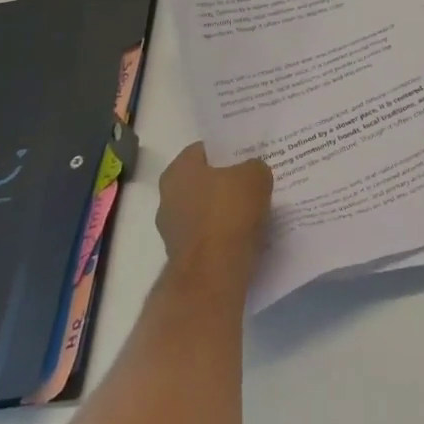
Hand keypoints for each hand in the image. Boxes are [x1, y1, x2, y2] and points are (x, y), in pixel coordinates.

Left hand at [155, 143, 272, 269]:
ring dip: (226, 210)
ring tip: (256, 210)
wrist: (214, 273)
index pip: (204, 150)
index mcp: (178, 170)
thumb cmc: (230, 212)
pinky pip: (209, 236)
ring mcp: (172, 229)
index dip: (228, 151)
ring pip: (206, 210)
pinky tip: (247, 235)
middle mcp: (167, 197)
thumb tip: (251, 173)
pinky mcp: (183, 256)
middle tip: (254, 181)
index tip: (248, 156)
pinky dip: (224, 234)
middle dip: (226, 182)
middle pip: (203, 181)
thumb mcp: (256, 175)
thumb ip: (254, 167)